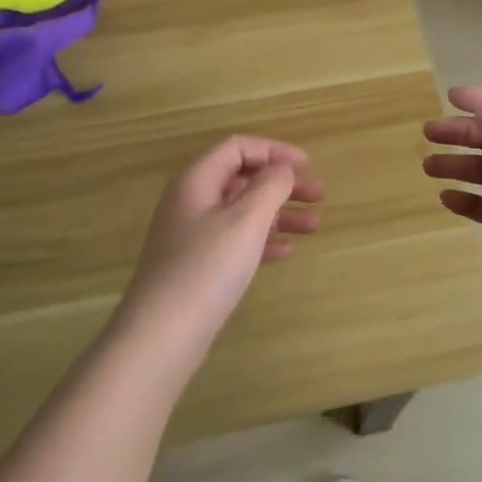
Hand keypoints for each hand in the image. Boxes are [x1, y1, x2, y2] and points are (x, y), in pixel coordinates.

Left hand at [115, 135, 322, 348]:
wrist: (162, 335)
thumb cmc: (207, 268)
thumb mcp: (246, 219)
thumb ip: (270, 186)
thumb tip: (283, 169)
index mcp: (197, 180)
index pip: (238, 147)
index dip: (275, 151)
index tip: (308, 166)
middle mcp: (191, 200)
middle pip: (242, 178)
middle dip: (282, 183)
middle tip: (319, 196)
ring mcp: (192, 234)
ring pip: (243, 211)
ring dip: (279, 213)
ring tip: (315, 226)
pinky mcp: (197, 264)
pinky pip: (236, 239)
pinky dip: (263, 239)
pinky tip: (286, 251)